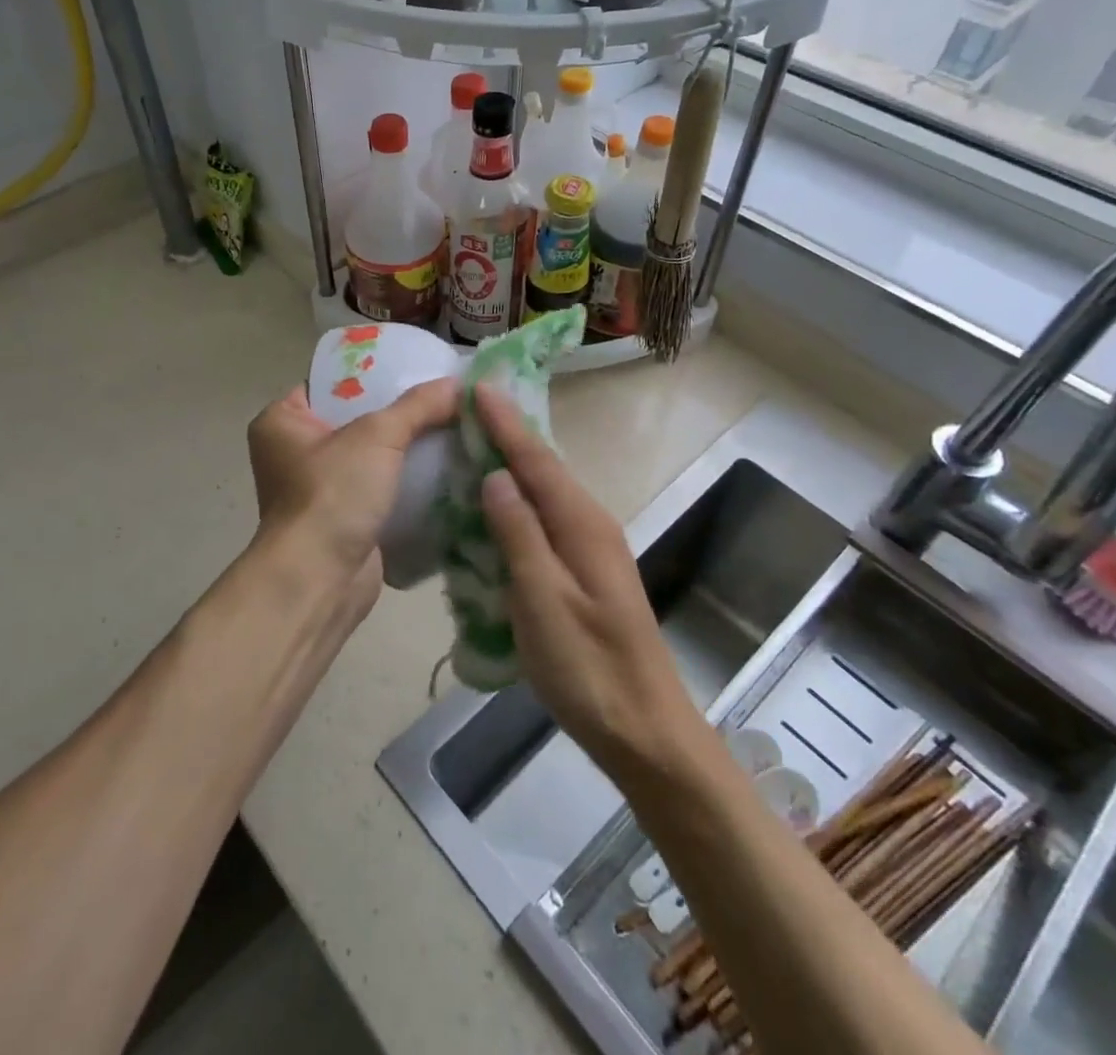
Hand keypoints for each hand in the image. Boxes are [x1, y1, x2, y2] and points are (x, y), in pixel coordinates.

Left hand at [246, 379, 458, 606]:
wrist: (320, 580)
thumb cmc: (332, 494)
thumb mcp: (377, 436)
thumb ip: (418, 406)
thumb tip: (460, 384)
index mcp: (281, 422)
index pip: (330, 384)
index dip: (371, 375)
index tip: (414, 368)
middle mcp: (293, 453)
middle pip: (356, 419)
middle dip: (398, 414)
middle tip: (442, 399)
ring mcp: (318, 490)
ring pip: (371, 458)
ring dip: (406, 450)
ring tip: (452, 429)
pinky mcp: (343, 520)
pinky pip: (380, 489)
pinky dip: (406, 483)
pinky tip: (445, 469)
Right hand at [473, 384, 702, 775]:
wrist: (644, 730)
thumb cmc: (588, 668)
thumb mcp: (543, 601)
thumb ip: (519, 535)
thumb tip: (495, 477)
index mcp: (581, 525)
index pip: (536, 460)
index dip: (505, 424)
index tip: (479, 386)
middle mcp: (591, 525)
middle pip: (544, 469)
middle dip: (509, 435)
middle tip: (470, 408)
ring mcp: (591, 550)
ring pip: (545, 494)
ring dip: (512, 467)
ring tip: (476, 445)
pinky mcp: (585, 573)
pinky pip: (546, 521)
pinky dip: (518, 503)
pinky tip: (497, 508)